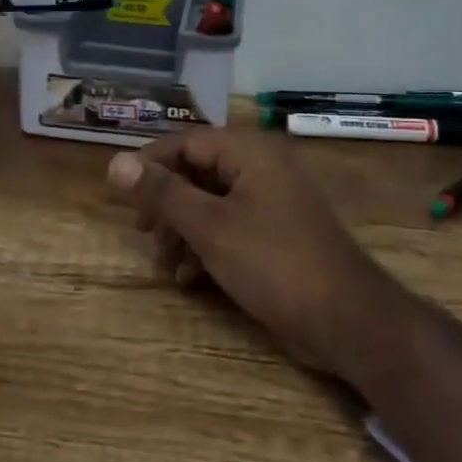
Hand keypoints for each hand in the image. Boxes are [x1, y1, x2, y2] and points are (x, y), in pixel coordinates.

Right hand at [107, 130, 412, 379]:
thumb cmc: (273, 263)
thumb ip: (163, 193)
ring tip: (166, 265)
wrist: (346, 319)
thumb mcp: (209, 226)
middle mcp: (262, 167)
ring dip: (183, 230)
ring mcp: (272, 201)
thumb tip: (115, 161)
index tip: (121, 195)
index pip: (186, 142)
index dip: (150, 165)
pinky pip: (230, 226)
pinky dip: (206, 246)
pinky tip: (189, 278)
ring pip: (212, 203)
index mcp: (249, 151)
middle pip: (198, 172)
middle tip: (143, 233)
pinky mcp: (277, 234)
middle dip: (167, 204)